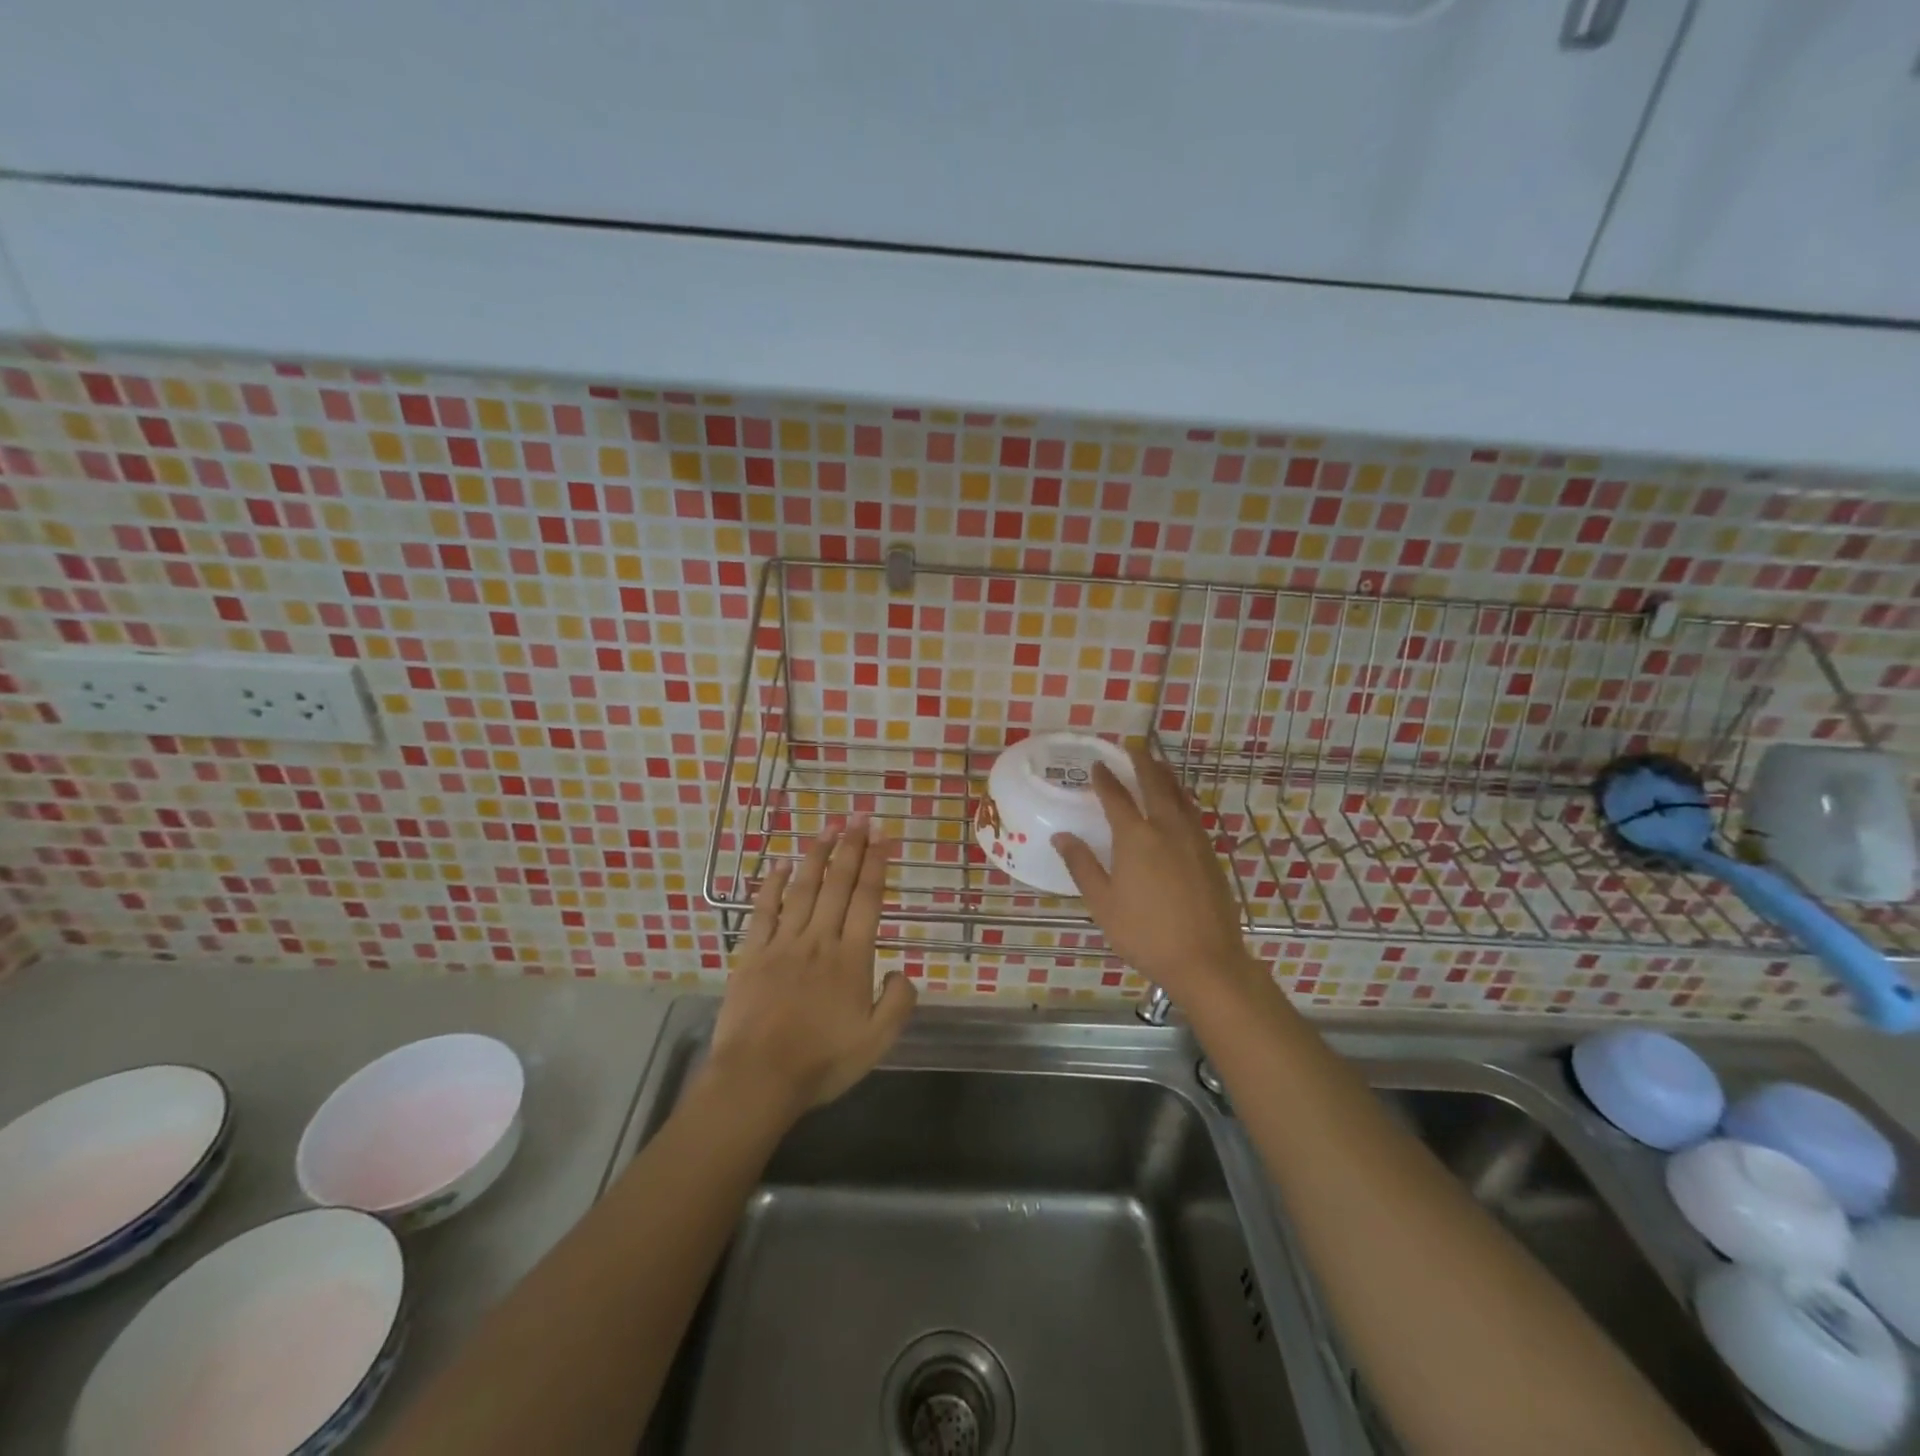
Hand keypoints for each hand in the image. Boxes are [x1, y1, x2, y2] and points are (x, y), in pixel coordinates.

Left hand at [707, 817, 916, 1120]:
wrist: (758, 1079)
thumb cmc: (821, 1061)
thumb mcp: (877, 1042)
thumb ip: (898, 1003)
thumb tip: (901, 971)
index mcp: (851, 958)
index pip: (868, 899)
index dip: (876, 864)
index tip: (882, 836)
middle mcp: (819, 940)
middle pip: (838, 884)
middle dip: (851, 847)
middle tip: (859, 817)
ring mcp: (782, 944)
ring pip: (803, 889)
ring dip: (817, 856)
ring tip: (828, 828)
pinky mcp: (752, 954)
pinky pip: (763, 911)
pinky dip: (771, 885)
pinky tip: (778, 865)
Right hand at [1054, 745, 1262, 1006]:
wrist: (1206, 959)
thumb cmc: (1145, 933)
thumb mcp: (1102, 903)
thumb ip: (1082, 865)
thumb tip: (1061, 836)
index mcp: (1136, 837)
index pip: (1116, 797)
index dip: (1105, 779)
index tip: (1097, 764)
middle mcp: (1167, 828)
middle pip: (1155, 785)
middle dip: (1142, 764)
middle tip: (1133, 749)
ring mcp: (1194, 839)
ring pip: (1180, 796)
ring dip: (1166, 776)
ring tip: (1158, 765)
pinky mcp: (1211, 854)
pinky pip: (1193, 813)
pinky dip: (1182, 798)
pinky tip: (1179, 805)